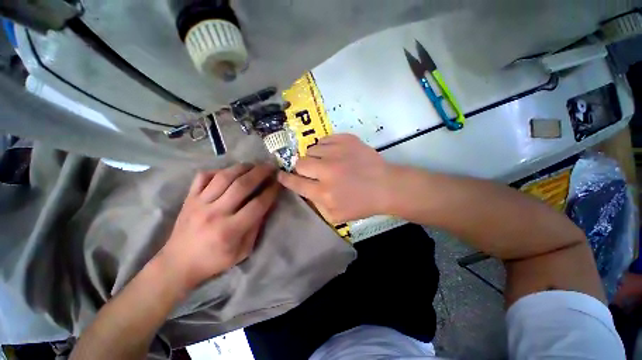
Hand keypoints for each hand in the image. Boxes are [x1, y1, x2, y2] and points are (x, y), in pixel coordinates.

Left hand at [157, 164, 279, 292]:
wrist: (178, 263)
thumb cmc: (214, 260)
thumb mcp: (243, 250)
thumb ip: (256, 227)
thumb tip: (267, 205)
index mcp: (230, 230)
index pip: (257, 204)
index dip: (271, 191)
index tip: (279, 183)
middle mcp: (215, 213)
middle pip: (242, 185)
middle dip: (260, 173)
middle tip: (270, 166)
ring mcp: (199, 203)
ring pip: (224, 177)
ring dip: (242, 168)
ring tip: (254, 165)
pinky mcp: (189, 198)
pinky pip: (203, 177)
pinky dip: (218, 171)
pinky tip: (229, 172)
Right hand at [278, 134, 392, 222]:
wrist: (385, 187)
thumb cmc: (362, 204)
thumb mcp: (336, 216)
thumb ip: (316, 205)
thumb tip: (304, 190)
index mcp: (324, 193)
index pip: (295, 182)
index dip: (285, 178)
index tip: (280, 175)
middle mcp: (327, 171)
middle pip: (300, 163)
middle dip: (302, 168)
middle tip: (313, 170)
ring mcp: (337, 153)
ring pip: (312, 149)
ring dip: (315, 157)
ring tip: (326, 162)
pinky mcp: (347, 140)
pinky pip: (325, 139)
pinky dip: (326, 146)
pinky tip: (334, 153)